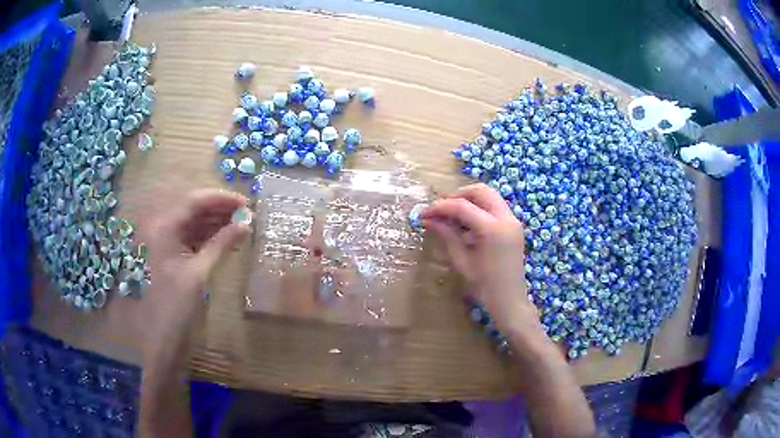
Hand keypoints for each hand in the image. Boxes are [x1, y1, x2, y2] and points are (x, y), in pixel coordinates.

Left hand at [143, 189, 248, 353]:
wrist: (159, 337)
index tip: (246, 203)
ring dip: (214, 223)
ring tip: (239, 226)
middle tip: (246, 215)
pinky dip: (205, 237)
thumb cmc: (176, 305)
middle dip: (219, 210)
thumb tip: (246, 223)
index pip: (194, 200)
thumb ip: (222, 243)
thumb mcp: (200, 273)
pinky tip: (224, 239)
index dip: (221, 199)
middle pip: (191, 209)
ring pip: (190, 222)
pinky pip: (187, 237)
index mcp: (162, 227)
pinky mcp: (165, 253)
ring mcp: (161, 240)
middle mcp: (159, 227)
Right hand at [421, 184, 537, 334]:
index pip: (462, 206)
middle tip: (440, 210)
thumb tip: (428, 219)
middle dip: (457, 196)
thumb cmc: (484, 286)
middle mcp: (506, 218)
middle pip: (480, 191)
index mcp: (493, 229)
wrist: (510, 301)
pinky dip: (479, 209)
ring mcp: (513, 221)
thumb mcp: (462, 261)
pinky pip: (494, 208)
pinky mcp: (514, 226)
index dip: (440, 207)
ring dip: (468, 201)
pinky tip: (466, 225)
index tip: (423, 214)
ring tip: (451, 217)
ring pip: (489, 196)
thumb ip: (447, 235)